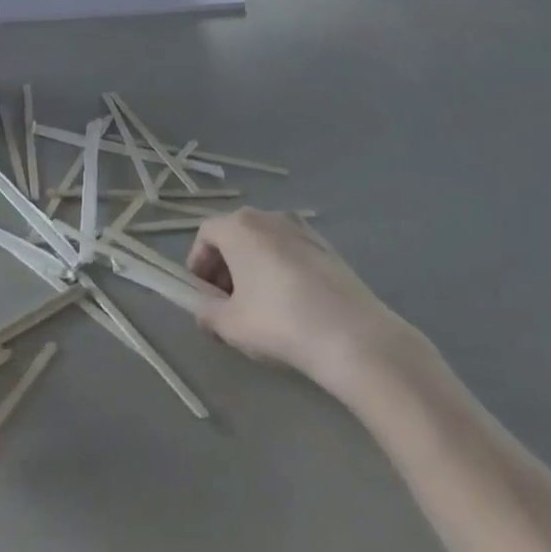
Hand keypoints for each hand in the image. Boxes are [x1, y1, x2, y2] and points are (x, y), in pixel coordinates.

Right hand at [187, 209, 425, 389]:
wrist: (351, 335)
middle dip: (225, 266)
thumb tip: (205, 312)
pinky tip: (290, 305)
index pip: (206, 233)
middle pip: (236, 234)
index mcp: (240, 226)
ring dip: (253, 267)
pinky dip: (280, 269)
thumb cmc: (278, 321)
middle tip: (227, 303)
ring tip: (259, 307)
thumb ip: (208, 314)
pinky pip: (290, 251)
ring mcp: (302, 229)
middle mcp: (270, 216)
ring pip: (265, 242)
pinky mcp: (327, 247)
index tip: (203, 295)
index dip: (198, 263)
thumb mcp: (230, 325)